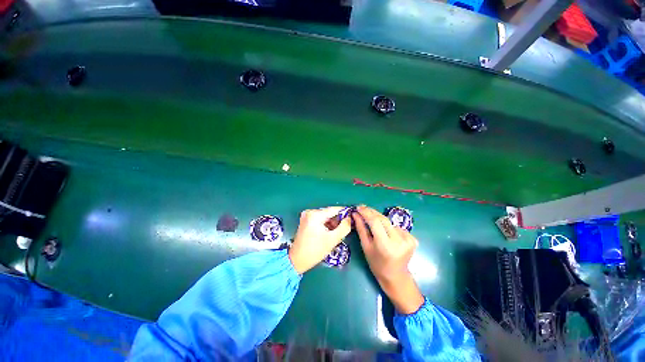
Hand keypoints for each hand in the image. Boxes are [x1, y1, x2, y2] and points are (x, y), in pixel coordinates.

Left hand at [288, 207, 351, 273]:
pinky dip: (325, 225)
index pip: (334, 209)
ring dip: (332, 224)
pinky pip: (320, 219)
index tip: (352, 218)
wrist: (297, 260)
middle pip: (329, 213)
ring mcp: (306, 216)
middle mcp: (310, 212)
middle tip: (343, 230)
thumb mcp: (333, 239)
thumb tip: (350, 218)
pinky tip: (328, 234)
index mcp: (315, 215)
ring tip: (336, 234)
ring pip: (325, 217)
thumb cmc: (315, 250)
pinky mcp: (305, 220)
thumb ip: (344, 227)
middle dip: (337, 221)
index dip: (345, 213)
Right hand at [352, 206, 423, 313]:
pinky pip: (397, 227)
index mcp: (385, 245)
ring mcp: (408, 240)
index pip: (375, 222)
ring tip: (374, 225)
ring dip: (380, 221)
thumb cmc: (376, 264)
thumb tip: (355, 214)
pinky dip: (390, 228)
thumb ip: (361, 228)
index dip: (366, 212)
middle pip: (383, 219)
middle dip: (372, 212)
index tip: (358, 207)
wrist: (396, 276)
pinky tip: (387, 234)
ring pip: (389, 223)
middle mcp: (399, 241)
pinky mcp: (413, 239)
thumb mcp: (366, 247)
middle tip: (362, 209)